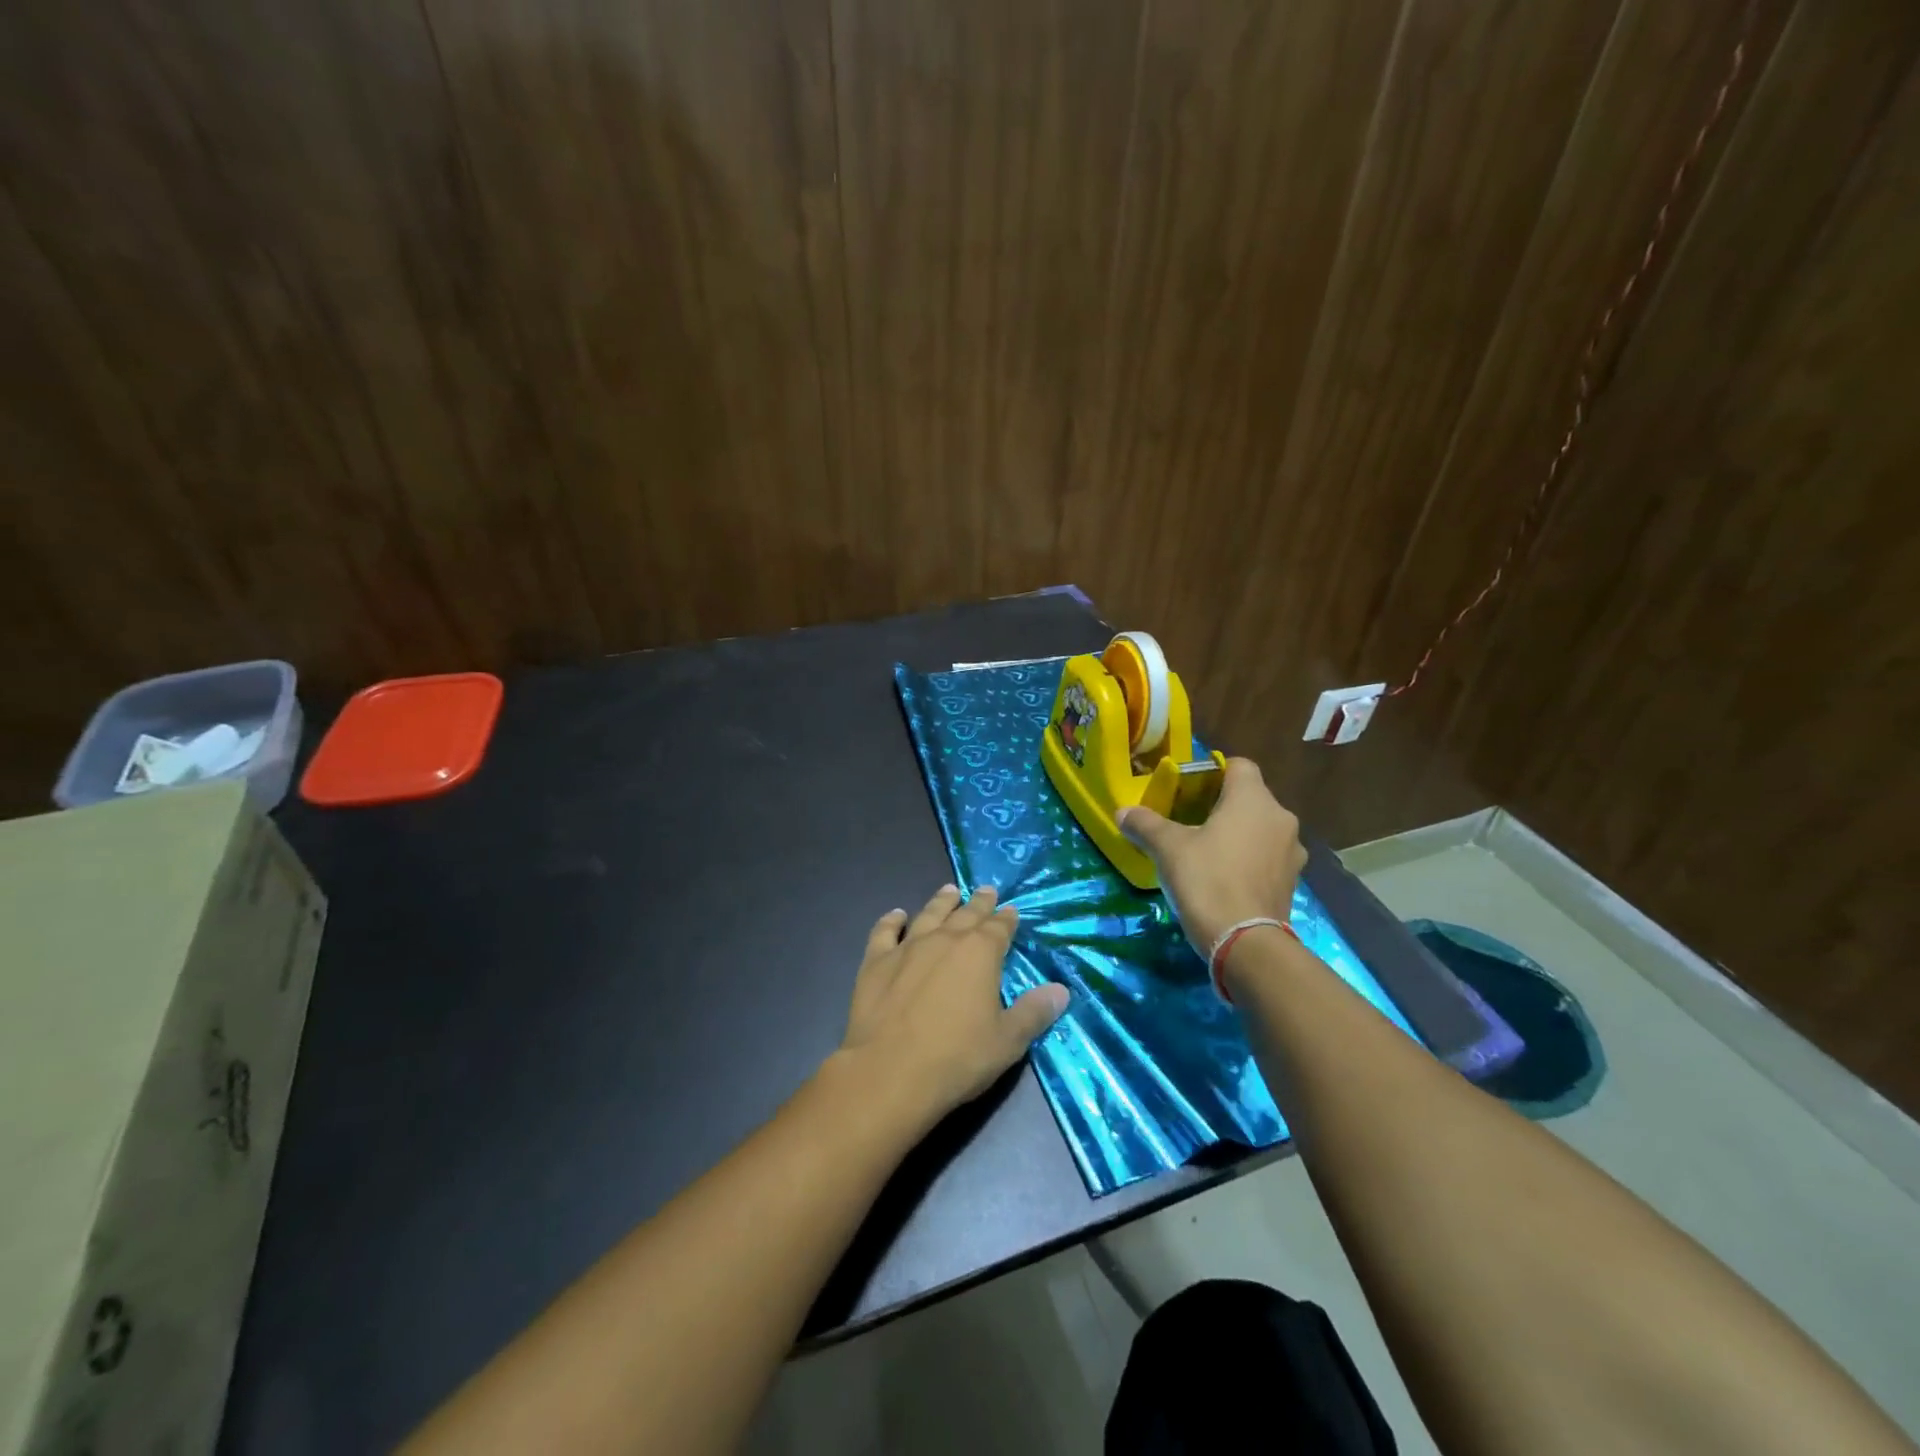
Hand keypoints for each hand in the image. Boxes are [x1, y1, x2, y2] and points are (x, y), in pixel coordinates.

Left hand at [834, 884, 1068, 1125]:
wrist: (889, 1072)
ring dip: (941, 902)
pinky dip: (891, 920)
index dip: (1007, 919)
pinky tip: (896, 915)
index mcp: (980, 952)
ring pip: (929, 915)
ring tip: (950, 890)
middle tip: (986, 890)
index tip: (1012, 910)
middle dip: (979, 902)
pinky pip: (884, 932)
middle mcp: (945, 939)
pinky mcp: (876, 962)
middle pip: (966, 914)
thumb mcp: (1007, 1041)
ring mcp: (907, 947)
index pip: (999, 927)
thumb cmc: (957, 1058)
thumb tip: (1061, 990)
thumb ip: (1034, 1012)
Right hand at [1119, 757, 1306, 954]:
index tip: (1189, 789)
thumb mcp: (1168, 848)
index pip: (1240, 765)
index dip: (1214, 771)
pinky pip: (1268, 857)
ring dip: (1239, 834)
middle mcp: (1280, 818)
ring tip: (1207, 851)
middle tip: (1190, 821)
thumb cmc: (1207, 880)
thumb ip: (1145, 824)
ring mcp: (1291, 852)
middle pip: (1250, 798)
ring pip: (1261, 828)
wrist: (1246, 943)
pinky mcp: (1292, 881)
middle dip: (1222, 805)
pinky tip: (1225, 877)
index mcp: (1253, 799)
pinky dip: (1249, 859)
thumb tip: (1123, 812)